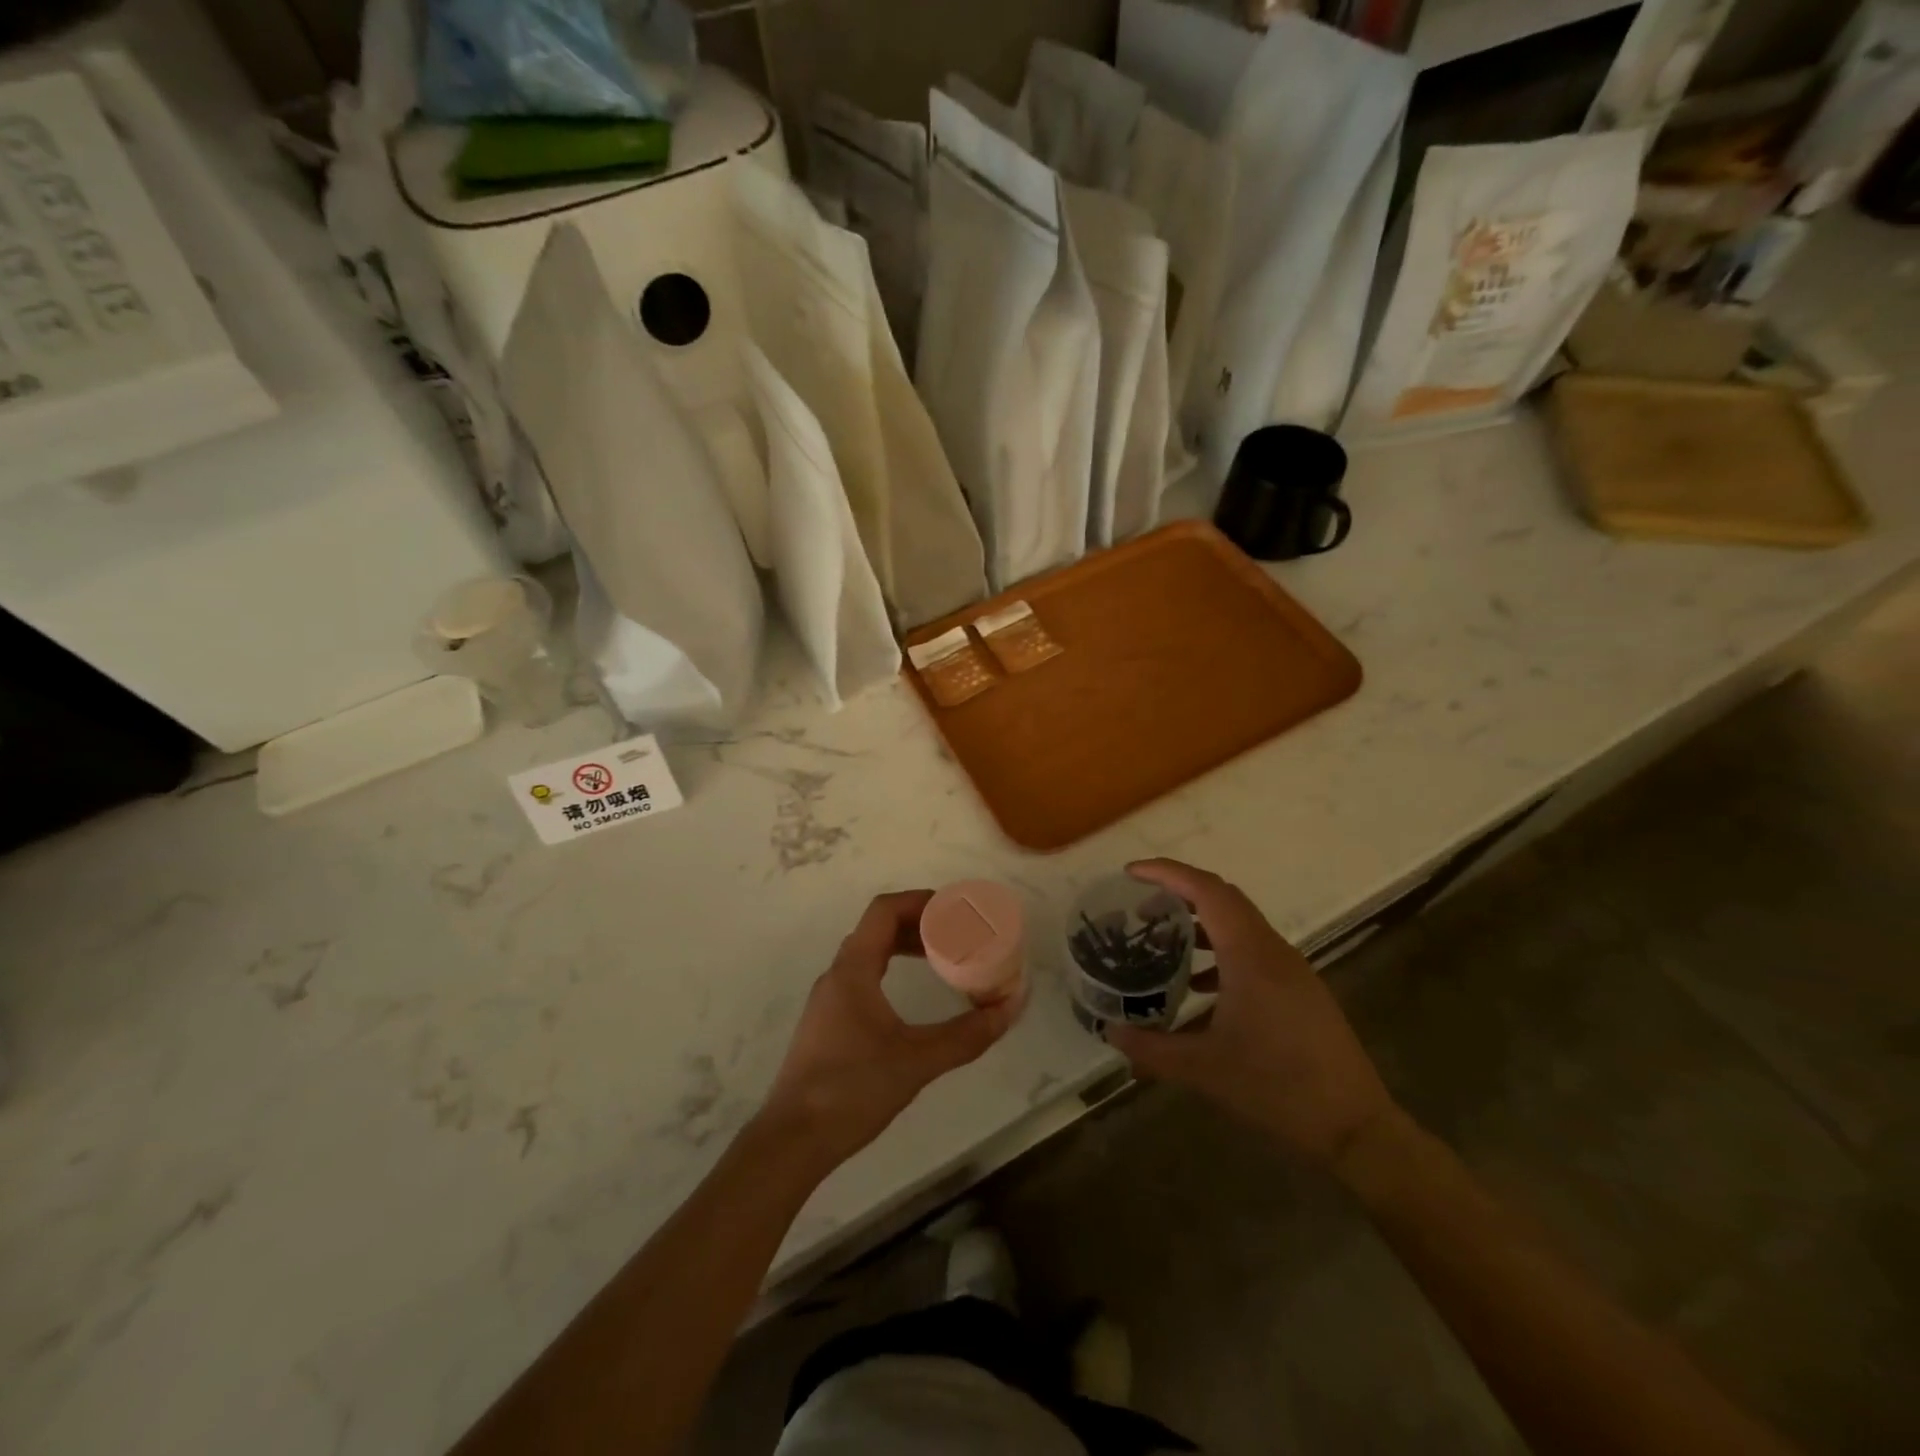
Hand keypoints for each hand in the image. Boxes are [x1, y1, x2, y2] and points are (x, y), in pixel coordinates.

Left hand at [759, 891, 1018, 1172]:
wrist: (793, 1140)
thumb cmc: (853, 1090)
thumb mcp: (918, 1061)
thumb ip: (967, 1035)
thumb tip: (1011, 1007)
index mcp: (853, 970)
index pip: (884, 911)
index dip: (920, 901)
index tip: (955, 910)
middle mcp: (837, 975)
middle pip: (877, 928)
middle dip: (918, 923)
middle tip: (956, 933)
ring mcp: (828, 1000)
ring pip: (868, 953)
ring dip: (903, 946)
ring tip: (940, 958)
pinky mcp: (827, 1023)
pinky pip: (862, 976)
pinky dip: (891, 968)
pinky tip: (910, 994)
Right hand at [1104, 859, 1395, 1171]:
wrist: (1355, 1127)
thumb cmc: (1277, 1088)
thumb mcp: (1204, 1070)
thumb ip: (1151, 1049)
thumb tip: (1110, 1032)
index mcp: (1250, 955)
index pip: (1207, 890)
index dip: (1167, 873)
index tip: (1131, 873)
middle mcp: (1272, 950)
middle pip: (1223, 898)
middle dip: (1179, 893)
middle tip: (1140, 907)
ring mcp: (1290, 968)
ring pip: (1239, 923)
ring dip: (1200, 923)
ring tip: (1163, 942)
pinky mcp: (1299, 988)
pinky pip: (1252, 949)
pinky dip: (1220, 950)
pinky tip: (1199, 987)